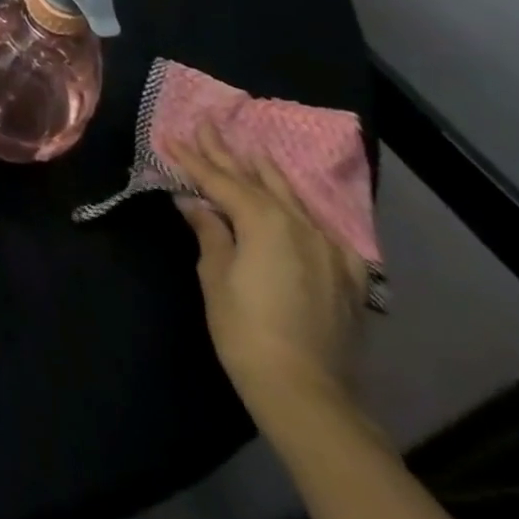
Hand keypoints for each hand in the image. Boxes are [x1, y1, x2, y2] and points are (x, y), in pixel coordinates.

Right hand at [172, 122, 368, 420]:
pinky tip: (299, 208)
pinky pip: (323, 230)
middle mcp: (299, 226)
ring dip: (267, 174)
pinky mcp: (347, 276)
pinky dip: (304, 212)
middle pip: (256, 181)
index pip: (220, 180)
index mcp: (264, 221)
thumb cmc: (245, 330)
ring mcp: (329, 250)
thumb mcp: (215, 276)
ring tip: (252, 151)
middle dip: (227, 154)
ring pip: (293, 199)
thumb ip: (210, 232)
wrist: (307, 393)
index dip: (193, 159)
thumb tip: (195, 203)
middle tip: (207, 125)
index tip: (171, 136)